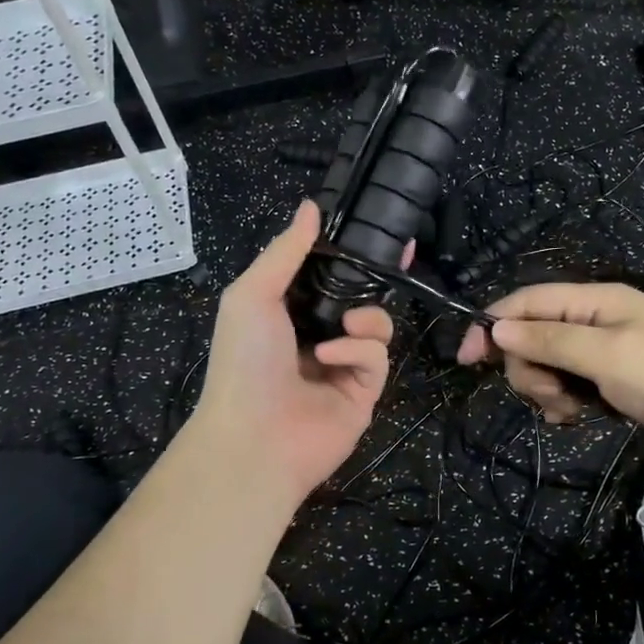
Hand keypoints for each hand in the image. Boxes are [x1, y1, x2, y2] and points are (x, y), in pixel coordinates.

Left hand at [191, 201, 394, 508]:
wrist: (253, 437)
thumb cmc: (244, 359)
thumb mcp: (253, 294)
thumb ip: (285, 250)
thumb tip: (311, 206)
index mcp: (289, 310)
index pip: (327, 272)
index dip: (351, 251)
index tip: (380, 229)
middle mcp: (318, 333)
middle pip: (360, 295)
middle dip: (377, 276)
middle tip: (400, 253)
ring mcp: (343, 364)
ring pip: (377, 324)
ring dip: (365, 318)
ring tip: (345, 324)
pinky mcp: (364, 391)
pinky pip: (377, 357)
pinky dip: (357, 351)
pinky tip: (330, 358)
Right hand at [456, 281, 643, 458]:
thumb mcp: (608, 358)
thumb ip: (550, 342)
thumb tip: (496, 329)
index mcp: (594, 301)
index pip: (525, 302)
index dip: (490, 326)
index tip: (465, 362)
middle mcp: (598, 318)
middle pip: (534, 336)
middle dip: (530, 368)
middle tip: (552, 398)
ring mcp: (610, 348)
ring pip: (553, 363)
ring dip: (549, 389)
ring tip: (574, 412)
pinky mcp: (621, 377)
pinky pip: (576, 383)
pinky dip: (570, 400)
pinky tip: (582, 417)